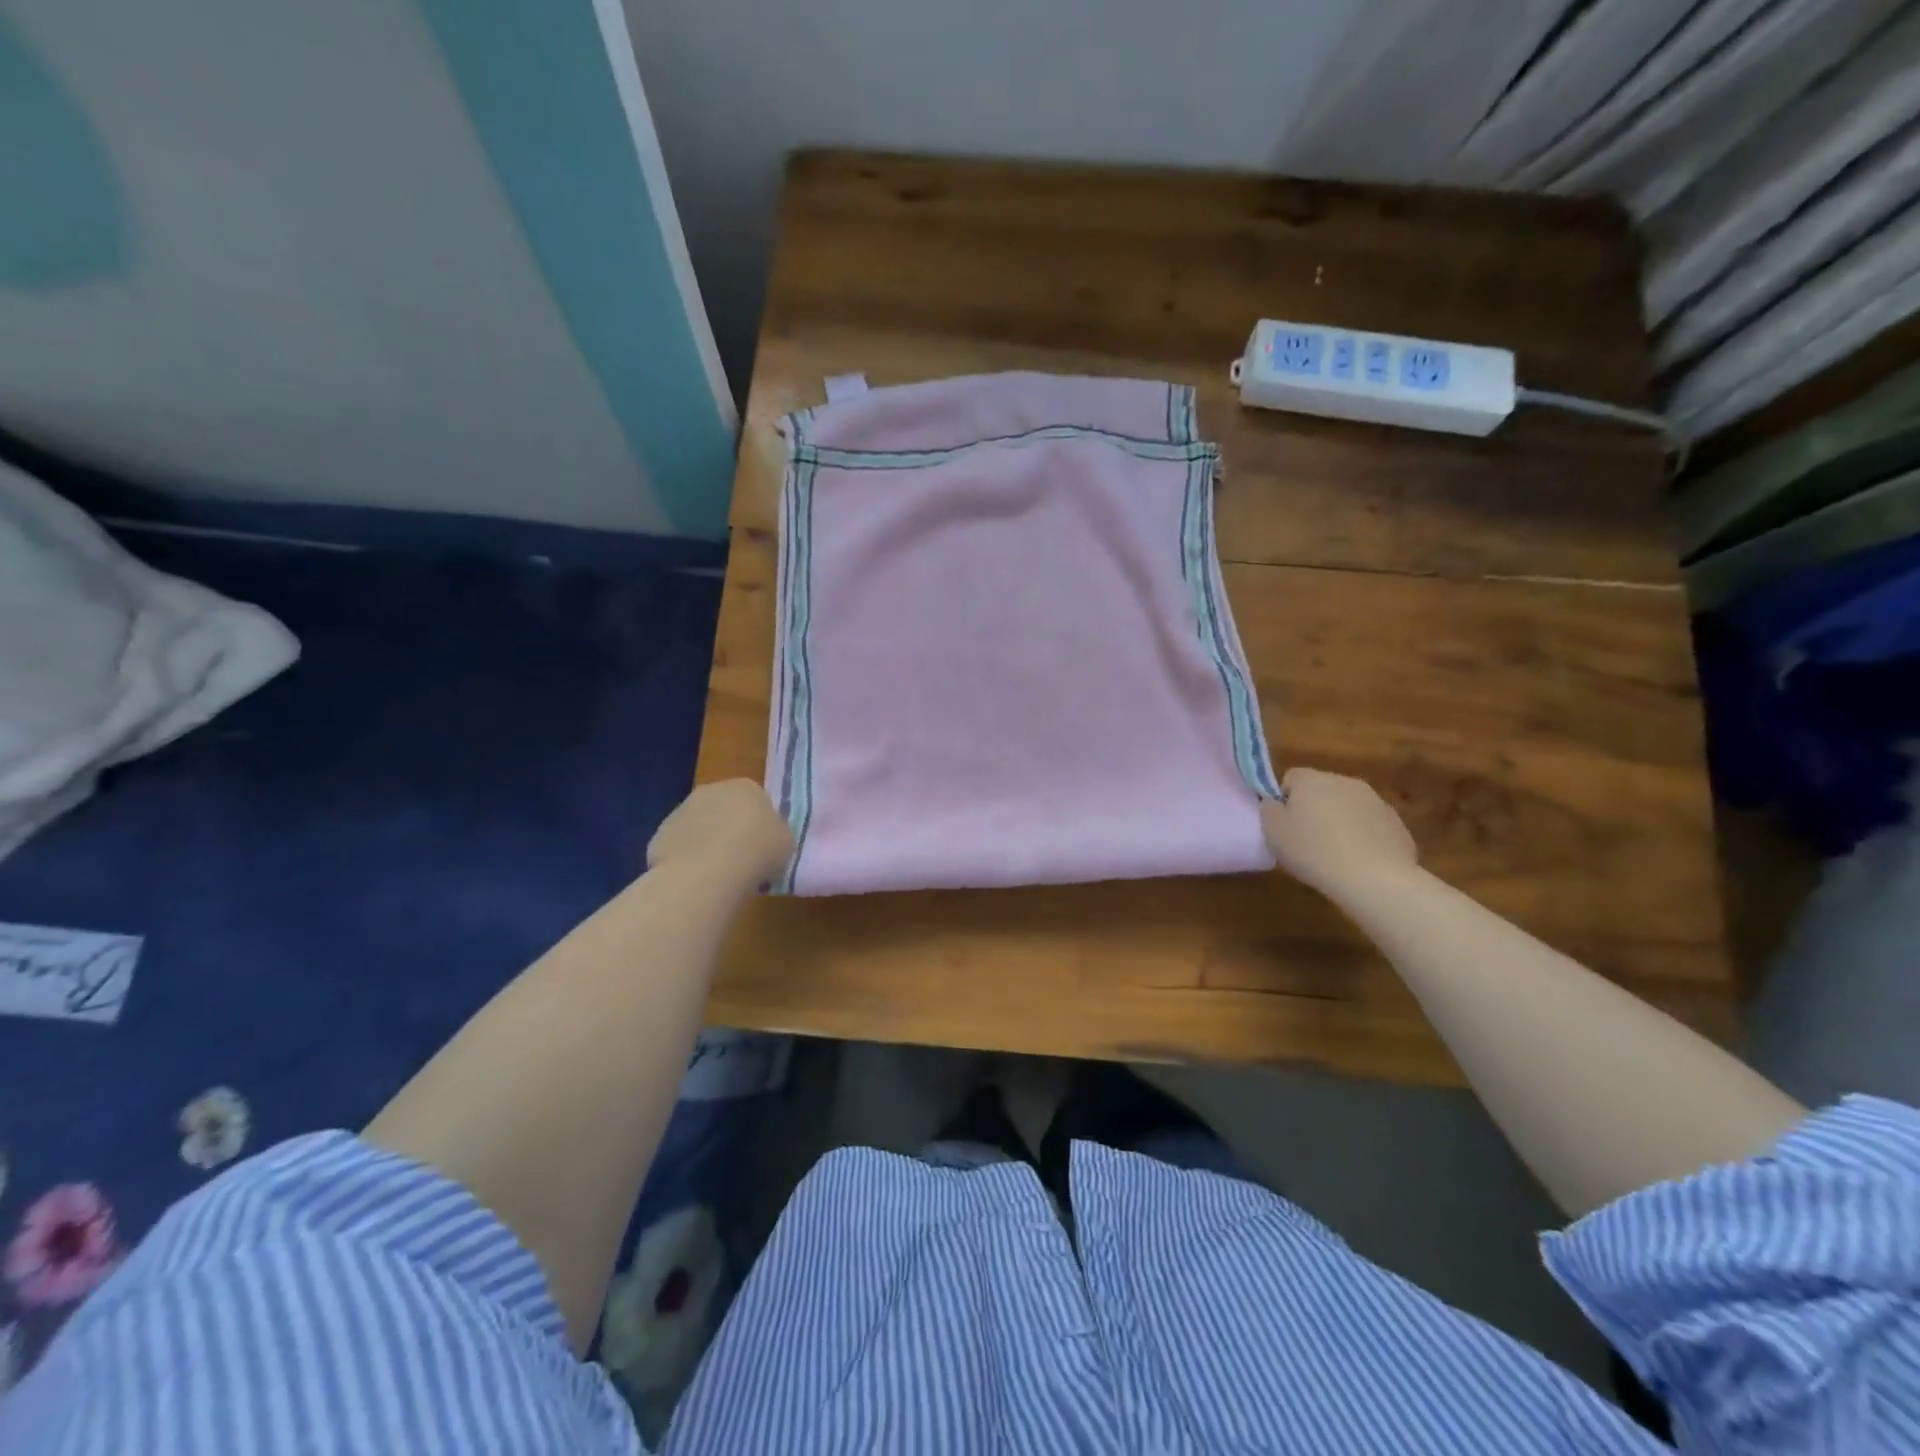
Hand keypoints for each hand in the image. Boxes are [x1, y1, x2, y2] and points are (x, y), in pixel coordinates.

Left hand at [647, 780, 792, 886]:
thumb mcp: (786, 843)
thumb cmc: (758, 851)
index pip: (756, 801)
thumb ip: (775, 834)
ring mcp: (681, 810)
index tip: (763, 848)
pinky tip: (695, 880)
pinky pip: (680, 848)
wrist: (709, 871)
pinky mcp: (660, 834)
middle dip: (730, 830)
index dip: (760, 826)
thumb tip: (765, 838)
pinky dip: (686, 860)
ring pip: (699, 828)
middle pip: (724, 810)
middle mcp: (712, 790)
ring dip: (706, 844)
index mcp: (747, 787)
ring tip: (717, 875)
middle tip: (740, 860)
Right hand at [1260, 768, 1417, 901]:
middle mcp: (1345, 782)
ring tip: (1334, 854)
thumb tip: (1275, 802)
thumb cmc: (1314, 851)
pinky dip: (1363, 837)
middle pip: (1322, 790)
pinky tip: (1359, 861)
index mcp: (1312, 780)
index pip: (1291, 777)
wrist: (1374, 878)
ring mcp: (1376, 801)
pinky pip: (1370, 825)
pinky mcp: (1396, 823)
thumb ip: (1269, 809)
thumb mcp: (1273, 832)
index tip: (1285, 825)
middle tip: (1307, 840)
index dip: (1284, 800)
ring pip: (1348, 806)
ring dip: (1340, 822)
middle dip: (1314, 809)